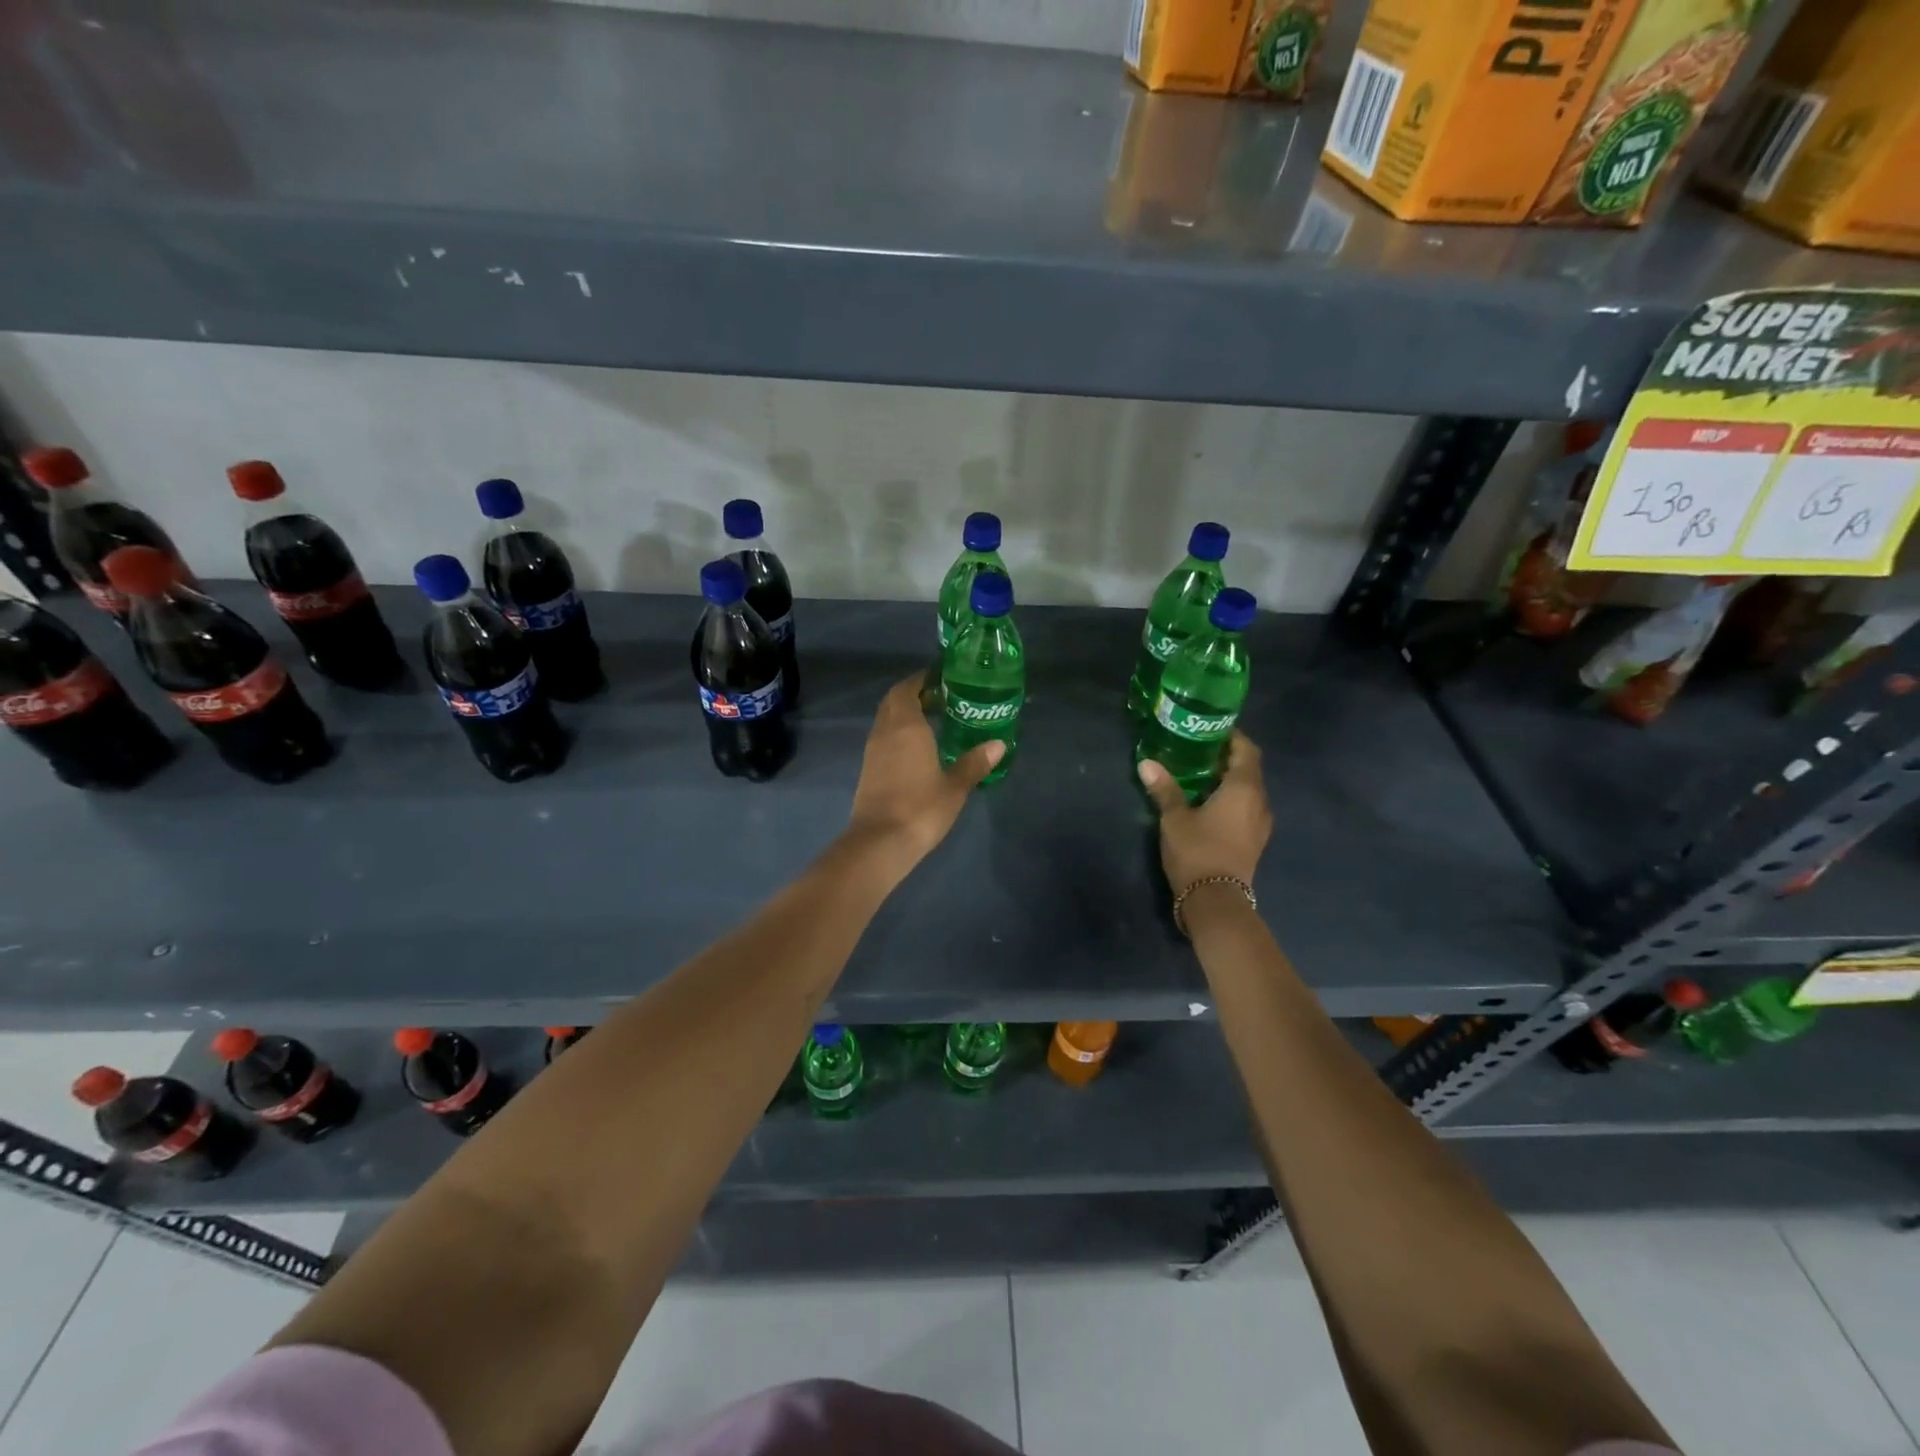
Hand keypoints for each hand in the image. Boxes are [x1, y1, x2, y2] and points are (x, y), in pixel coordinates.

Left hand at [846, 673, 1003, 863]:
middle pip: (894, 700)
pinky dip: (899, 732)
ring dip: (905, 713)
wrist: (880, 842)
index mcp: (906, 726)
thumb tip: (999, 744)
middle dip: (914, 693)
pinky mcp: (868, 769)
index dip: (922, 679)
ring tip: (934, 718)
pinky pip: (884, 737)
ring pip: (886, 719)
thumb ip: (975, 762)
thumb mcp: (955, 786)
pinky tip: (918, 746)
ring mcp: (873, 750)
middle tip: (942, 696)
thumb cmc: (920, 808)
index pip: (908, 688)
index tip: (942, 676)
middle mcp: (885, 731)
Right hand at [1137, 730, 1271, 890]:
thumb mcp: (1174, 817)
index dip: (1232, 737)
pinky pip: (1246, 809)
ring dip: (1229, 781)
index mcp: (1244, 788)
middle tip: (1198, 751)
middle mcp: (1259, 802)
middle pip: (1249, 769)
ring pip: (1249, 791)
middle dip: (1227, 758)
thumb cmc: (1197, 850)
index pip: (1247, 750)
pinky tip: (1208, 804)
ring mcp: (1260, 824)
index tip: (1210, 730)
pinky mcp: (1255, 841)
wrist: (1215, 900)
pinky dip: (1231, 800)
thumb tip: (1147, 763)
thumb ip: (1164, 789)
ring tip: (1200, 776)